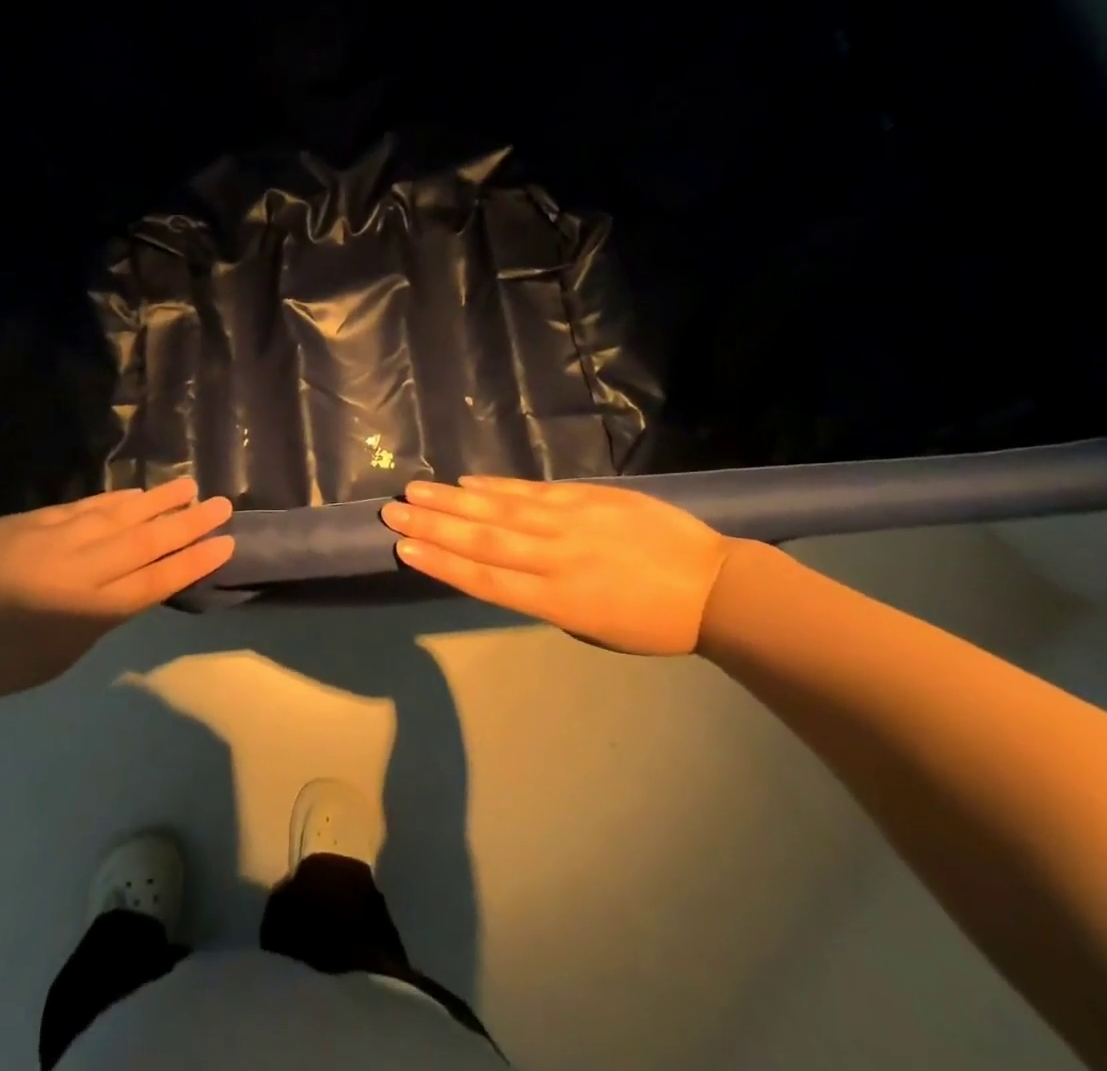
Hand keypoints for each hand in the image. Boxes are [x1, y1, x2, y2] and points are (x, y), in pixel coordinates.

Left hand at [0, 478, 233, 700]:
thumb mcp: (58, 655)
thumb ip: (96, 617)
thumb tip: (121, 587)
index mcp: (89, 611)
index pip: (155, 580)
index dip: (193, 561)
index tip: (224, 543)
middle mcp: (81, 569)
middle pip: (146, 541)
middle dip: (187, 523)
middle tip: (221, 504)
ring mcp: (55, 539)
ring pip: (118, 515)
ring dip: (156, 502)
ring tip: (188, 487)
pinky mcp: (31, 521)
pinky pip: (84, 507)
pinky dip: (114, 500)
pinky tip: (134, 493)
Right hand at [381, 477, 730, 653]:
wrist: (715, 587)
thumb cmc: (650, 622)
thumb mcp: (591, 626)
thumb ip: (543, 595)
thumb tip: (504, 567)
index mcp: (557, 601)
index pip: (485, 580)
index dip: (442, 563)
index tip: (404, 548)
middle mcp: (555, 559)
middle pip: (483, 540)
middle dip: (433, 526)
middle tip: (392, 511)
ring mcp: (571, 523)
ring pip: (501, 510)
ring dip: (454, 500)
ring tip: (417, 490)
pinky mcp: (588, 498)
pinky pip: (533, 491)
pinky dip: (498, 486)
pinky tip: (469, 481)